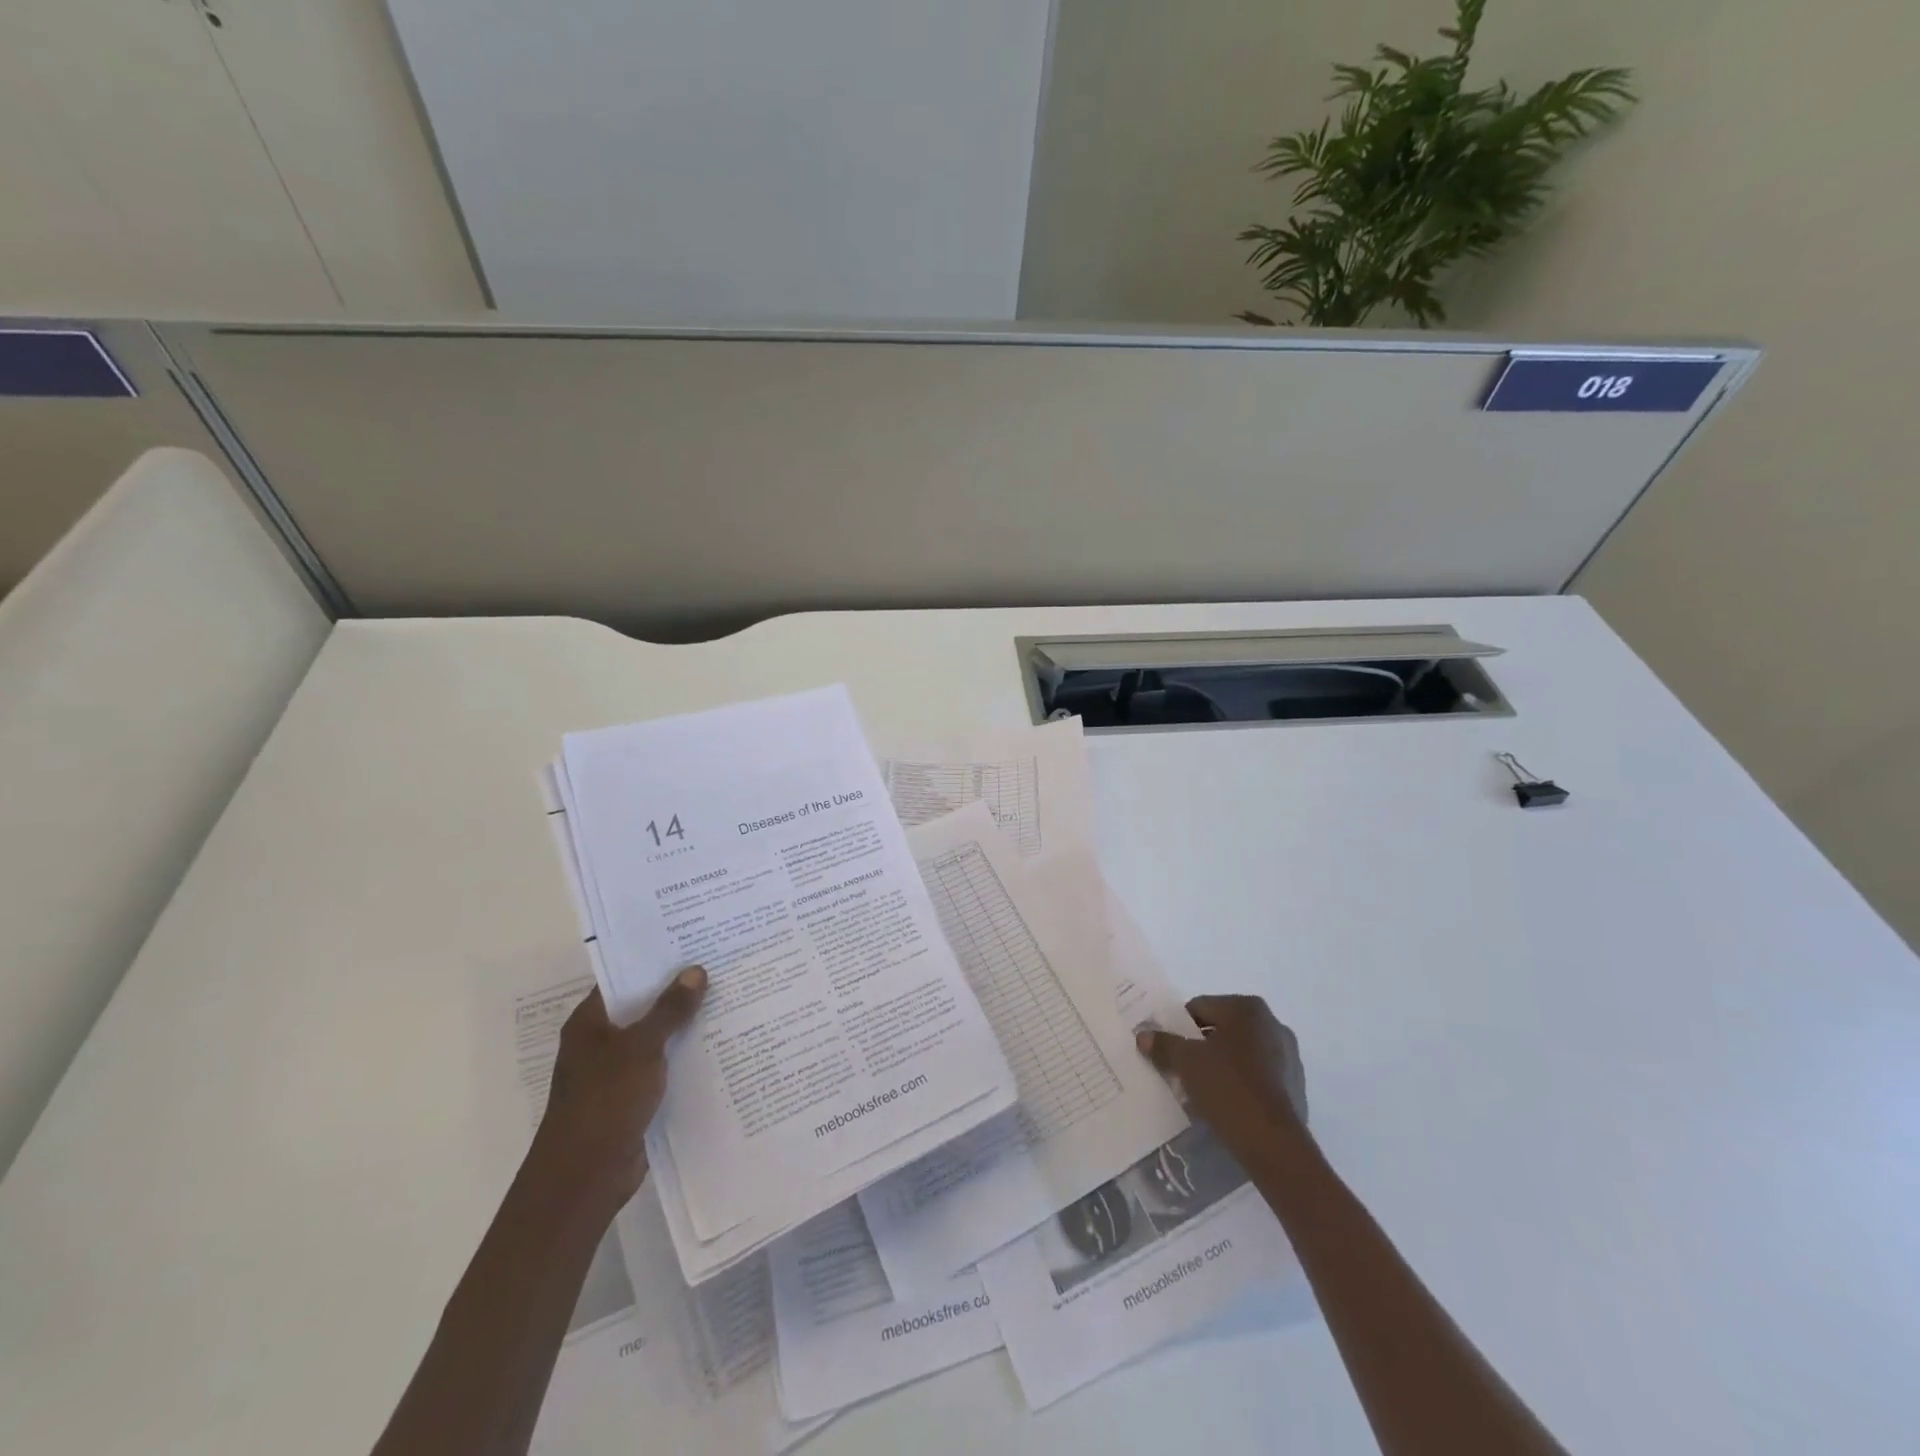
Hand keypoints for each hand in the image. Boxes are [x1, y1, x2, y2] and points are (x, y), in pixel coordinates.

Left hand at [533, 968, 706, 1212]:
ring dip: (686, 1026)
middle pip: (644, 1007)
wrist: (585, 1177)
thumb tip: (695, 971)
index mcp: (589, 1023)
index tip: (693, 944)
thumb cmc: (604, 1101)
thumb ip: (669, 1009)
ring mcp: (617, 1073)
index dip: (655, 961)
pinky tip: (720, 1047)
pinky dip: (685, 1058)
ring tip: (730, 1000)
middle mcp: (600, 1043)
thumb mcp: (640, 1047)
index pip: (623, 978)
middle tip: (722, 967)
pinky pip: (664, 1068)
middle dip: (679, 992)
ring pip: (657, 1039)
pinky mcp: (634, 1099)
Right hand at [1137, 994, 1307, 1163]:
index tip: (1167, 1048)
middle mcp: (1272, 1024)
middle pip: (1223, 1029)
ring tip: (1203, 1089)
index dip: (1179, 1026)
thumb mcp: (1186, 1063)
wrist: (1274, 1144)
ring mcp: (1289, 1057)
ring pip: (1242, 1053)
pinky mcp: (1296, 1086)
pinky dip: (1242, 1084)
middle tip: (1181, 1067)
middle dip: (1201, 1046)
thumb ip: (1164, 1044)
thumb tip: (1143, 1035)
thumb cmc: (1228, 1088)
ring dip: (1222, 1065)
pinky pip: (1259, 1076)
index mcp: (1247, 1009)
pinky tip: (1227, 1104)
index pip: (1200, 1007)